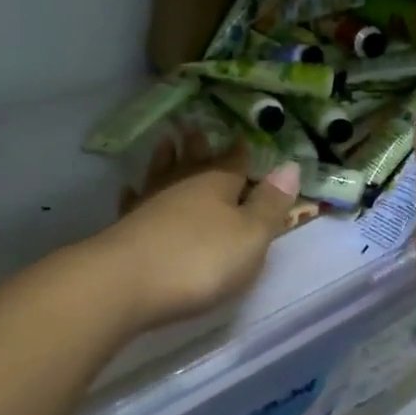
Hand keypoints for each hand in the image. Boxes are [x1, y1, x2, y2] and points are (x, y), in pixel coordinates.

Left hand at [85, 152, 300, 333]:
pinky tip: (130, 190)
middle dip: (199, 149)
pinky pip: (134, 202)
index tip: (243, 137)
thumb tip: (290, 165)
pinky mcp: (125, 228)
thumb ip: (270, 204)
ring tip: (166, 143)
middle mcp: (182, 186)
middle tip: (197, 131)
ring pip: (161, 175)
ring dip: (166, 160)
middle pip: (194, 163)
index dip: (241, 152)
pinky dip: (135, 194)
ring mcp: (149, 205)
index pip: (234, 162)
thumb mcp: (250, 236)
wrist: (125, 283)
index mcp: (217, 184)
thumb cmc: (199, 260)